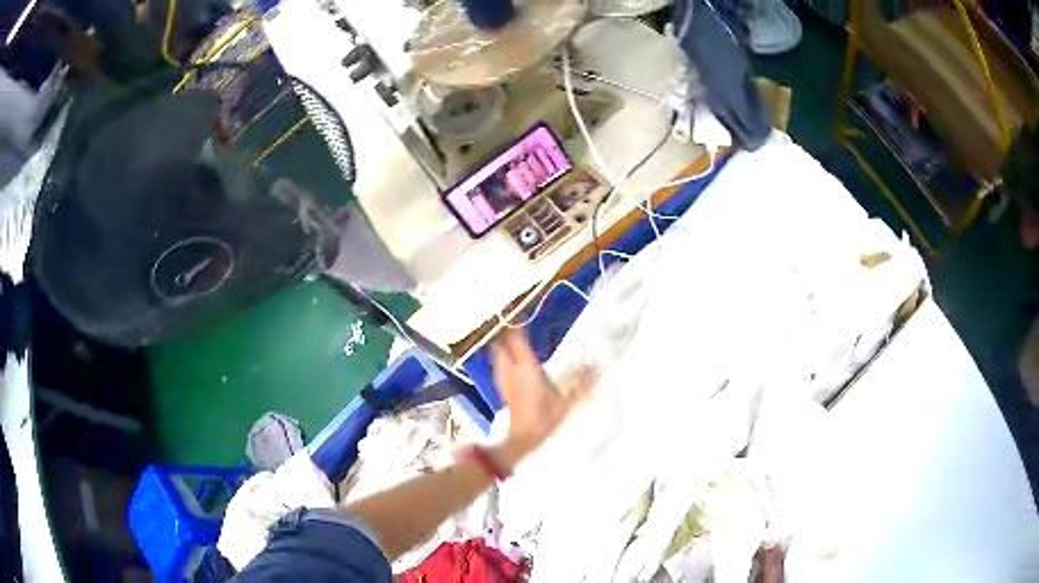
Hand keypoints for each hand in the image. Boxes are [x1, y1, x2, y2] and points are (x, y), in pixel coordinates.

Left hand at [489, 330, 597, 467]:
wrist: (522, 440)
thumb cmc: (545, 419)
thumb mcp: (567, 401)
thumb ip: (583, 382)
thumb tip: (598, 365)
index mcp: (527, 368)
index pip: (516, 339)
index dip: (516, 325)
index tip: (519, 313)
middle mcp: (511, 370)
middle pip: (501, 344)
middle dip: (505, 333)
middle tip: (513, 323)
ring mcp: (503, 380)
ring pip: (497, 355)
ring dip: (501, 345)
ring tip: (509, 338)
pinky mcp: (501, 390)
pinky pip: (499, 367)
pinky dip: (501, 359)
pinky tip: (509, 362)